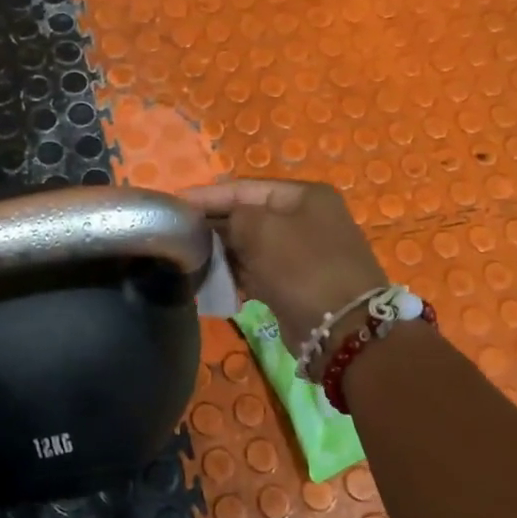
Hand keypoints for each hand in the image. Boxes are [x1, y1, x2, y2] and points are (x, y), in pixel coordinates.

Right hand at [178, 180, 386, 358]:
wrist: (343, 329)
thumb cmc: (302, 267)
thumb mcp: (261, 229)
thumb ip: (232, 216)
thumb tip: (215, 223)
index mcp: (304, 196)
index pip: (244, 188)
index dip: (207, 195)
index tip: (173, 204)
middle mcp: (305, 220)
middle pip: (248, 216)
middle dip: (214, 225)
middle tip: (177, 234)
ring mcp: (302, 254)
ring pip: (250, 246)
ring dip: (223, 253)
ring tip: (190, 258)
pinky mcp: (295, 284)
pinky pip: (257, 272)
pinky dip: (236, 275)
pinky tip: (213, 282)